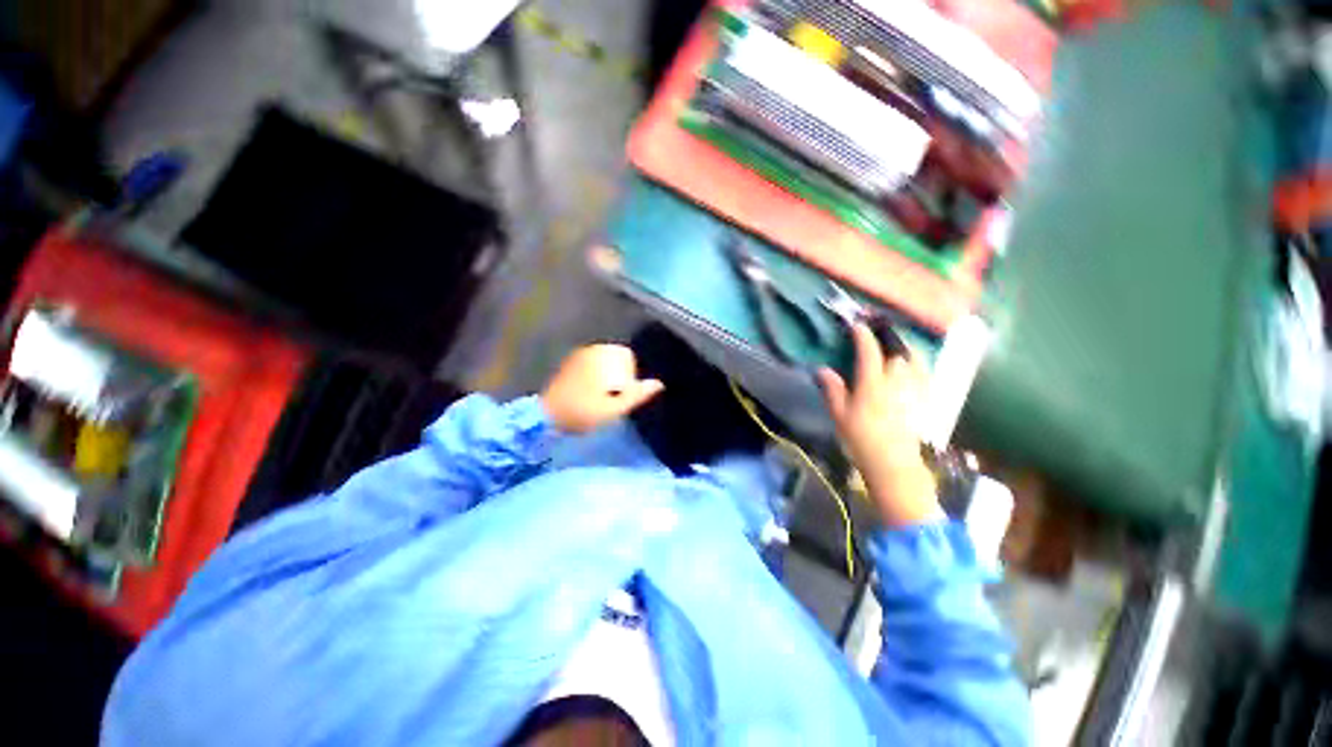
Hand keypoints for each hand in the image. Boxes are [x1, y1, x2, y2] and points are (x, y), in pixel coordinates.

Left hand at [541, 345, 664, 433]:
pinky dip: (596, 373)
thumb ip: (638, 394)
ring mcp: (578, 355)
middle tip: (612, 395)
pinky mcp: (569, 363)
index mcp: (603, 358)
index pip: (627, 356)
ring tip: (602, 394)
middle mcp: (591, 350)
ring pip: (603, 359)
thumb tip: (659, 384)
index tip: (622, 393)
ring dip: (608, 373)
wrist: (547, 415)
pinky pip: (591, 362)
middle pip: (616, 356)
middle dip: (619, 373)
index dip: (630, 375)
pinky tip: (590, 390)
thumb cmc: (583, 412)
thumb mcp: (615, 408)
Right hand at [817, 324, 938, 527]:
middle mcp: (897, 379)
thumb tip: (822, 369)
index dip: (862, 334)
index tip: (856, 325)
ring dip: (903, 345)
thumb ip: (833, 389)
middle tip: (876, 329)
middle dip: (886, 335)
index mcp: (873, 382)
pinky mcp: (927, 397)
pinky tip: (912, 362)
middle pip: (896, 347)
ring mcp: (916, 387)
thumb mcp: (840, 415)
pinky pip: (925, 369)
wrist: (894, 463)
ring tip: (894, 342)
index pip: (869, 350)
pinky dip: (917, 360)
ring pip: (914, 356)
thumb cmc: (862, 438)